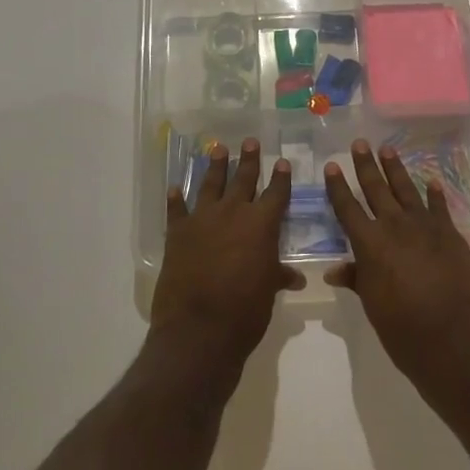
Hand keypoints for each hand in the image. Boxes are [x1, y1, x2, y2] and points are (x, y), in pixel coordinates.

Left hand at [152, 139, 301, 377]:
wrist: (199, 328)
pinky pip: (177, 209)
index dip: (280, 178)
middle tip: (250, 141)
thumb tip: (294, 277)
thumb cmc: (245, 312)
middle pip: (243, 179)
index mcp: (261, 225)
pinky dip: (176, 199)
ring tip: (218, 148)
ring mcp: (203, 219)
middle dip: (248, 160)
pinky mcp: (178, 232)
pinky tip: (175, 188)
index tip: (282, 162)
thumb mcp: (268, 292)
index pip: (276, 194)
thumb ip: (278, 276)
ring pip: (211, 185)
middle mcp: (233, 213)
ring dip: (215, 166)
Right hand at [325, 139, 469, 390]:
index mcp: (370, 244)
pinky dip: (435, 194)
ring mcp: (426, 228)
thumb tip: (335, 270)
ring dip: (396, 170)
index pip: (348, 207)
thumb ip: (356, 279)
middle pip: (376, 189)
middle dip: (366, 165)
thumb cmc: (403, 329)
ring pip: (407, 190)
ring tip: (388, 150)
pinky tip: (431, 182)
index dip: (338, 186)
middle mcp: (395, 227)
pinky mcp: (451, 236)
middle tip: (360, 143)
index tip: (332, 166)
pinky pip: (440, 208)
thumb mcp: (372, 305)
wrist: (454, 341)